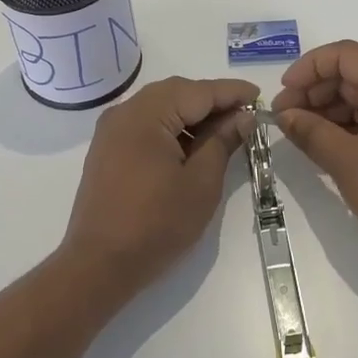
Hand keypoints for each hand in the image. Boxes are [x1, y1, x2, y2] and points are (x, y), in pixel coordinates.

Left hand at [61, 76, 257, 301]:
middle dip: (212, 100)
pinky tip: (192, 146)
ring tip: (223, 132)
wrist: (99, 265)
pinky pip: (146, 124)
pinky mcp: (107, 149)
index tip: (259, 95)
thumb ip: (223, 142)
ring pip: (161, 107)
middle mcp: (125, 112)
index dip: (231, 92)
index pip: (199, 91)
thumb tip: (242, 117)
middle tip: (244, 115)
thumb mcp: (201, 183)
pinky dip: (172, 127)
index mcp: (147, 114)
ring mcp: (111, 130)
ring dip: (192, 114)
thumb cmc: (156, 224)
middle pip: (177, 92)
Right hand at [271, 41, 357, 277]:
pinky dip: (340, 130)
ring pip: (355, 100)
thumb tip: (285, 115)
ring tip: (296, 135)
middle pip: (348, 75)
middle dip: (312, 91)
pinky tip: (320, 147)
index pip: (344, 55)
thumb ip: (311, 132)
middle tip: (282, 118)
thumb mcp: (346, 161)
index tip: (284, 93)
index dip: (309, 67)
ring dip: (324, 112)